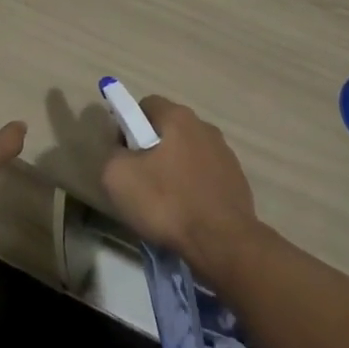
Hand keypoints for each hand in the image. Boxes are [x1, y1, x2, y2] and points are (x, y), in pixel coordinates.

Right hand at [100, 95, 261, 278]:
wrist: (222, 242)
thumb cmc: (167, 203)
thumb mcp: (118, 177)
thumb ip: (113, 154)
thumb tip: (122, 151)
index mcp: (179, 118)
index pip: (146, 105)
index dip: (128, 125)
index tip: (123, 154)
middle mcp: (205, 127)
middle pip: (168, 130)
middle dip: (151, 149)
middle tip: (139, 180)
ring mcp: (225, 154)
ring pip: (188, 154)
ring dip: (173, 170)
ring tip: (163, 203)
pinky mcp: (236, 180)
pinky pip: (204, 176)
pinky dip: (192, 188)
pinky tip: (186, 213)